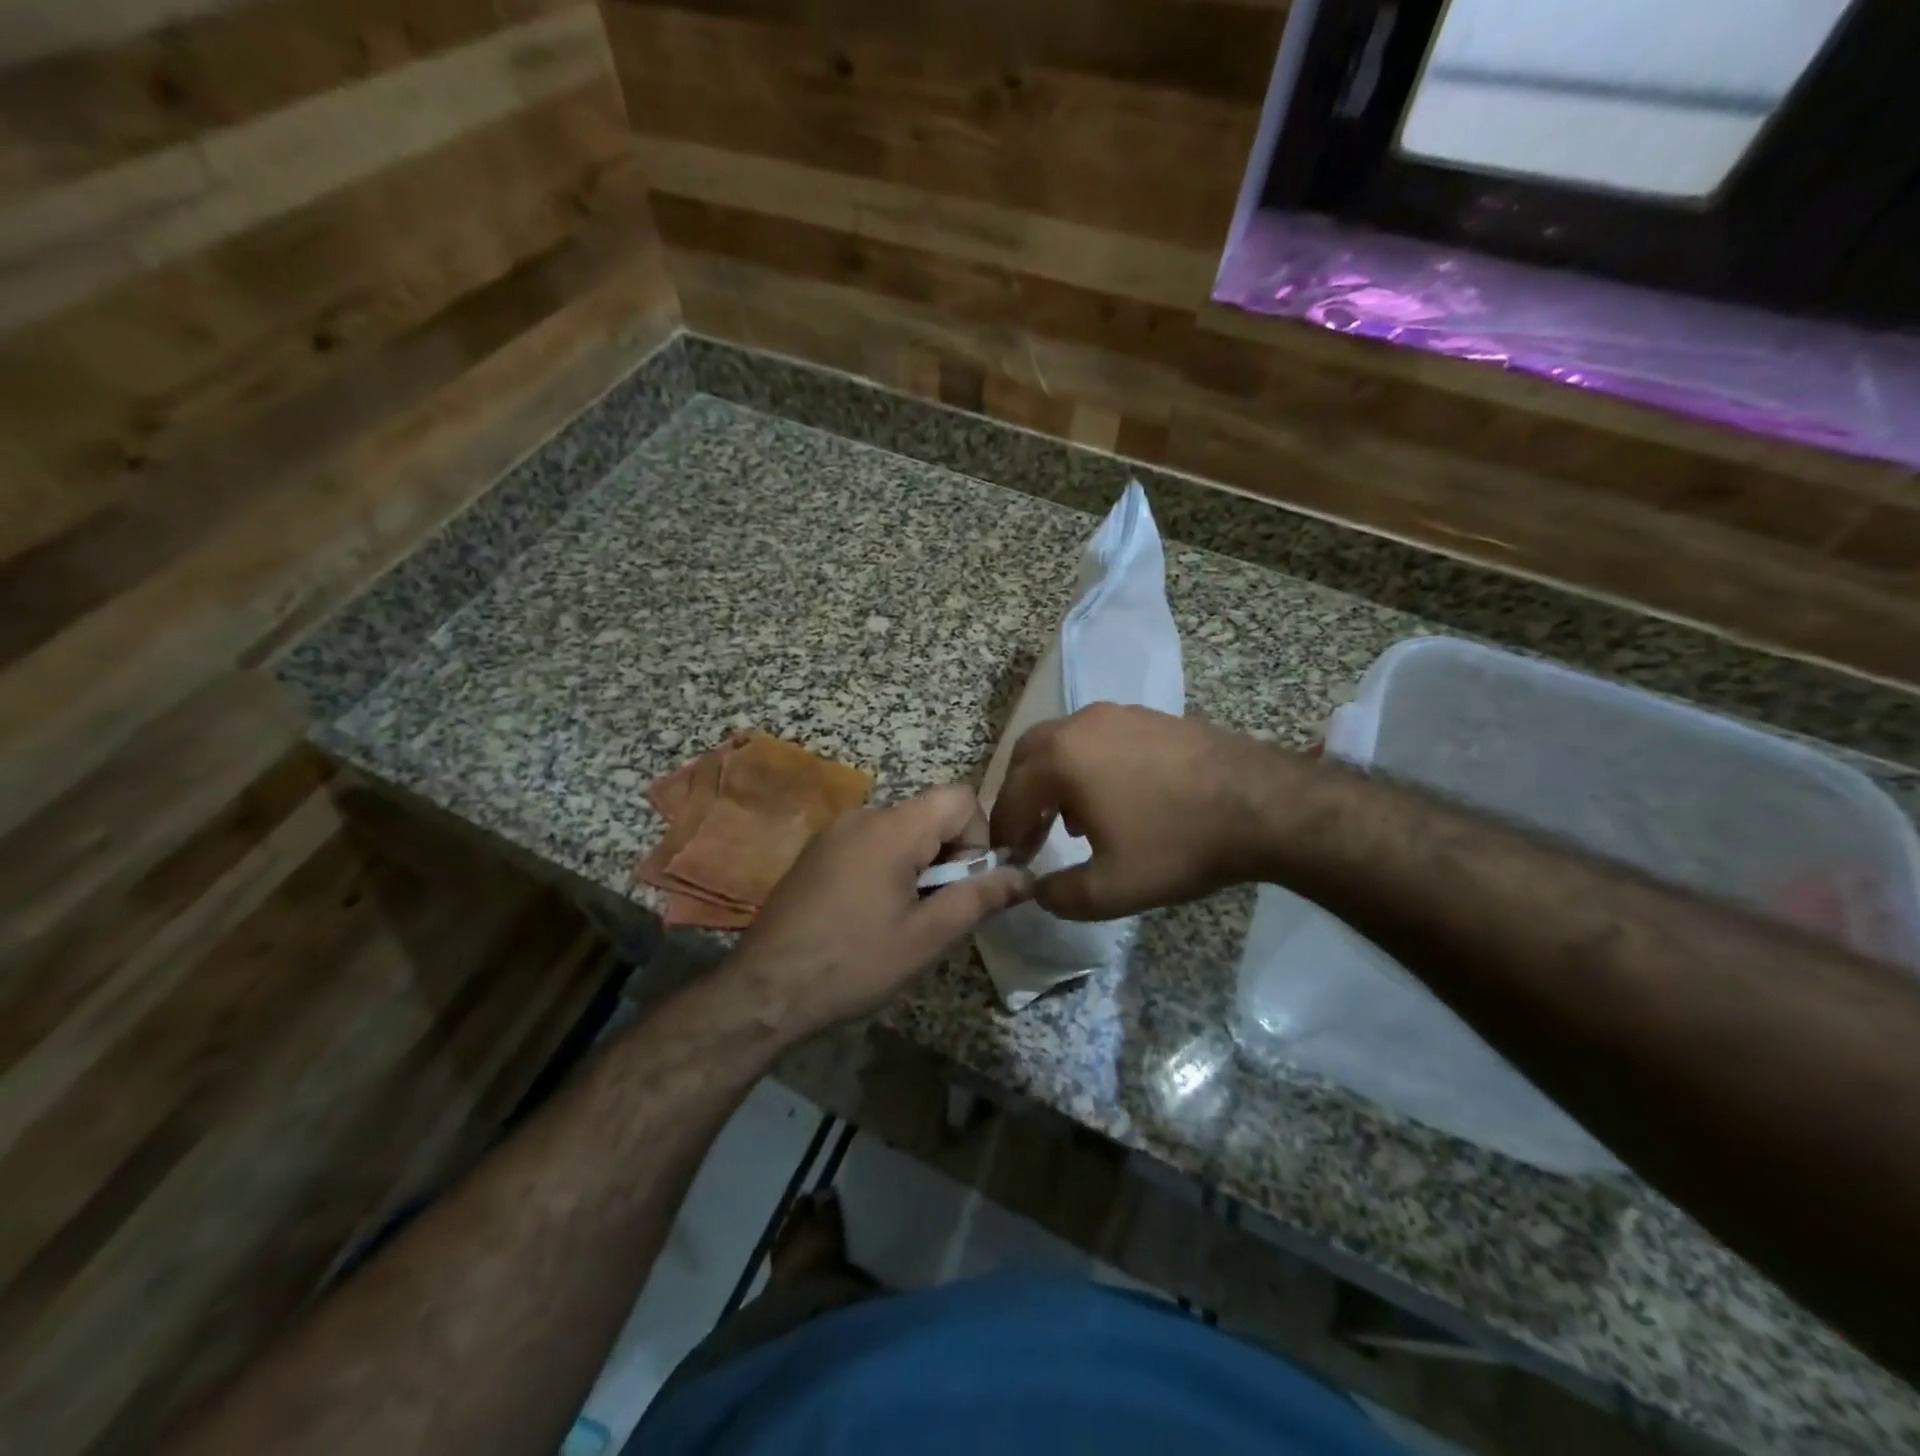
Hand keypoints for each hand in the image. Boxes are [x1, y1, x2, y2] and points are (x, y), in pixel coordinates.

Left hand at [727, 786, 1034, 1039]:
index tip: (964, 886)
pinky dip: (888, 868)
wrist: (765, 990)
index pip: (960, 798)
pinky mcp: (817, 851)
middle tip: (933, 913)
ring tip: (900, 920)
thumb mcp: (927, 937)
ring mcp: (835, 832)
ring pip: (902, 831)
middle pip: (931, 814)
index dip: (978, 838)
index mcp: (893, 827)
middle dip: (948, 857)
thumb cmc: (853, 964)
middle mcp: (863, 815)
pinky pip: (872, 844)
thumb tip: (1026, 876)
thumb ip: (980, 898)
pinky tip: (868, 916)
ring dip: (918, 866)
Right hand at [989, 704, 1293, 919]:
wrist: (1263, 806)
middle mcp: (1082, 724)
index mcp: (1061, 758)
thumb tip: (1038, 891)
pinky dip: (1088, 766)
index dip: (1004, 829)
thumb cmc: (1177, 845)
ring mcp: (1120, 715)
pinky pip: (1100, 738)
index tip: (1008, 857)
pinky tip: (1115, 799)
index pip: (1011, 793)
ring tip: (1072, 822)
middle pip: (1030, 755)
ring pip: (1066, 742)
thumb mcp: (1110, 889)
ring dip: (1055, 779)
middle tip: (1029, 833)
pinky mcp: (1152, 717)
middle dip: (1022, 795)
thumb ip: (1059, 895)